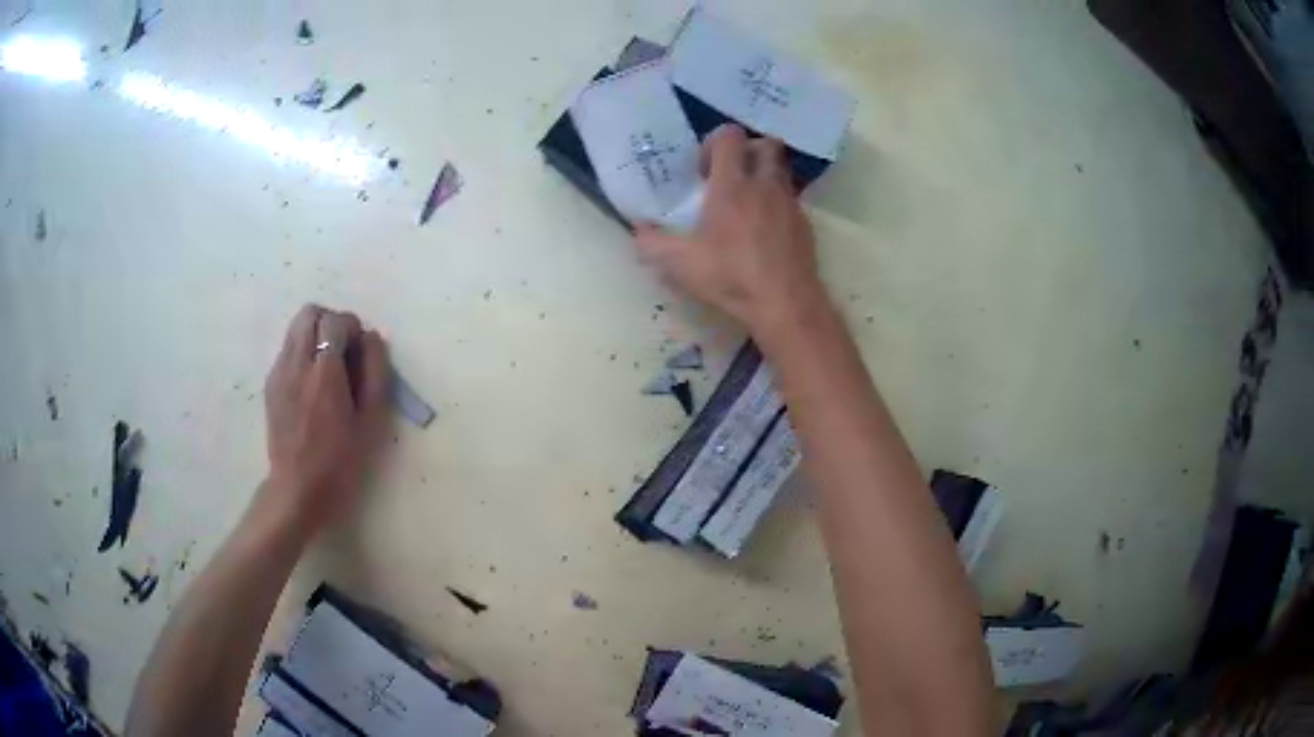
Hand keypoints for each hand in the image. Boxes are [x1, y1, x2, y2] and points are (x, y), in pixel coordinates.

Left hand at [262, 305, 389, 531]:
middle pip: (310, 313)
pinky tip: (312, 385)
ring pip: (295, 327)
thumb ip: (375, 373)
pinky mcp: (270, 383)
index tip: (361, 353)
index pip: (335, 321)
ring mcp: (279, 372)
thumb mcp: (371, 422)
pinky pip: (287, 349)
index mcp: (324, 374)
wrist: (298, 488)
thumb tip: (372, 338)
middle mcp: (297, 364)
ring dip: (315, 334)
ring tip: (327, 366)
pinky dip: (302, 351)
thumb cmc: (340, 461)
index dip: (352, 328)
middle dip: (330, 322)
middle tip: (344, 351)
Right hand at [635, 124, 829, 338]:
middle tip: (730, 175)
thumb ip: (652, 243)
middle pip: (766, 144)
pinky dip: (777, 205)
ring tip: (746, 202)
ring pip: (782, 169)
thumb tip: (639, 231)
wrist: (784, 303)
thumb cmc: (730, 277)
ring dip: (764, 175)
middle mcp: (765, 185)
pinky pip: (791, 200)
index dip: (714, 143)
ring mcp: (790, 204)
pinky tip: (764, 231)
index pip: (730, 136)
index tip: (703, 170)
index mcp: (733, 184)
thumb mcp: (679, 264)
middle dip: (748, 151)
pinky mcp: (805, 225)